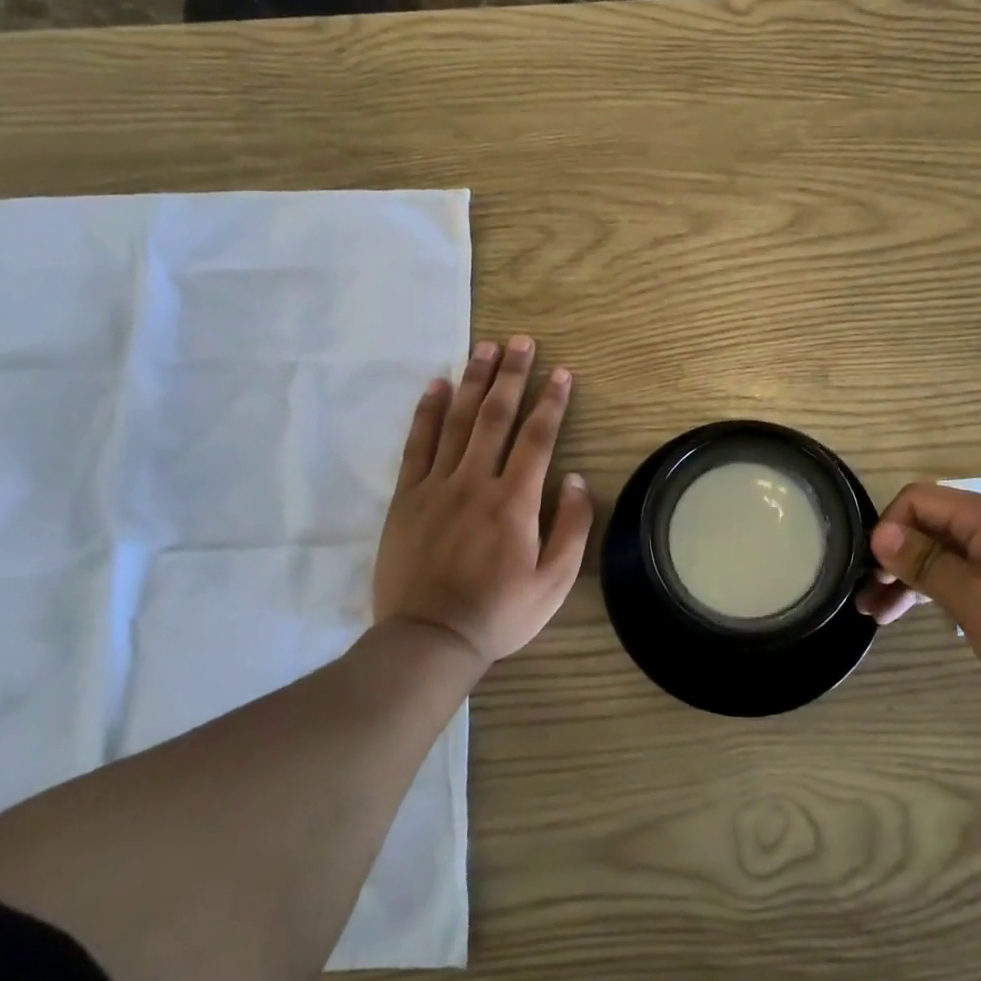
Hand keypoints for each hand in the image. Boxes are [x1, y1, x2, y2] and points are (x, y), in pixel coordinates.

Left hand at [373, 335, 592, 666]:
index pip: (538, 437)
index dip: (552, 401)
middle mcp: (476, 482)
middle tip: (521, 341)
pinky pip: (417, 444)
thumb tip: (573, 478)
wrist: (429, 639)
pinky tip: (436, 385)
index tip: (562, 372)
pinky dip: (427, 411)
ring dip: (473, 381)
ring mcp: (436, 486)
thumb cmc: (500, 613)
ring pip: (457, 421)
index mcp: (514, 501)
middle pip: (496, 416)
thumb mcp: (554, 581)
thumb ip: (571, 527)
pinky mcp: (407, 497)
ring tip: (485, 348)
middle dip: (512, 375)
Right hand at [855, 483, 980, 713]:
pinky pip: (970, 570)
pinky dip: (943, 588)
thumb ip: (924, 562)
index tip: (875, 572)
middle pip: (932, 526)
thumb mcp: (974, 599)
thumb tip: (879, 533)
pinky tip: (923, 613)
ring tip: (881, 617)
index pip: (920, 499)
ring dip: (914, 579)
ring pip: (948, 552)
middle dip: (896, 559)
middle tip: (869, 600)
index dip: (889, 529)